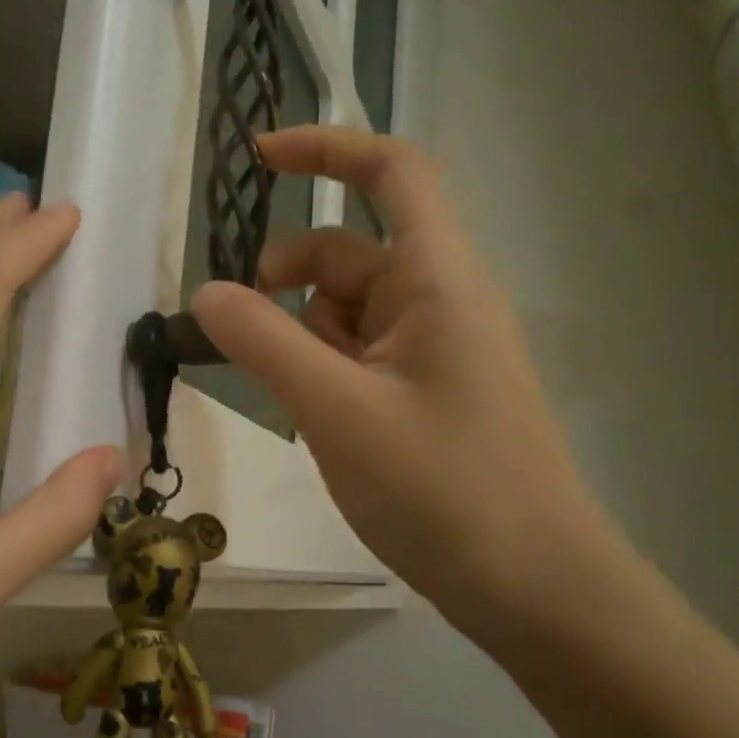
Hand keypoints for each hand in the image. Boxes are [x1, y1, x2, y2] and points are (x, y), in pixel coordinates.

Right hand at [190, 127, 607, 626]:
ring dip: (299, 339)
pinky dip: (319, 372)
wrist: (533, 588)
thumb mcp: (337, 411)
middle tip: (242, 339)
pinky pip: (355, 355)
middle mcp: (438, 301)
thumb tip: (205, 293)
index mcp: (437, 279)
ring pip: (343, 311)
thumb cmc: (443, 489)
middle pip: (346, 253)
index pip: (391, 173)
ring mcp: (432, 350)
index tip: (258, 158)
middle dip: (286, 283)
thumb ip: (263, 343)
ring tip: (293, 406)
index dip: (326, 149)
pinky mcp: (423, 392)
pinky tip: (316, 424)